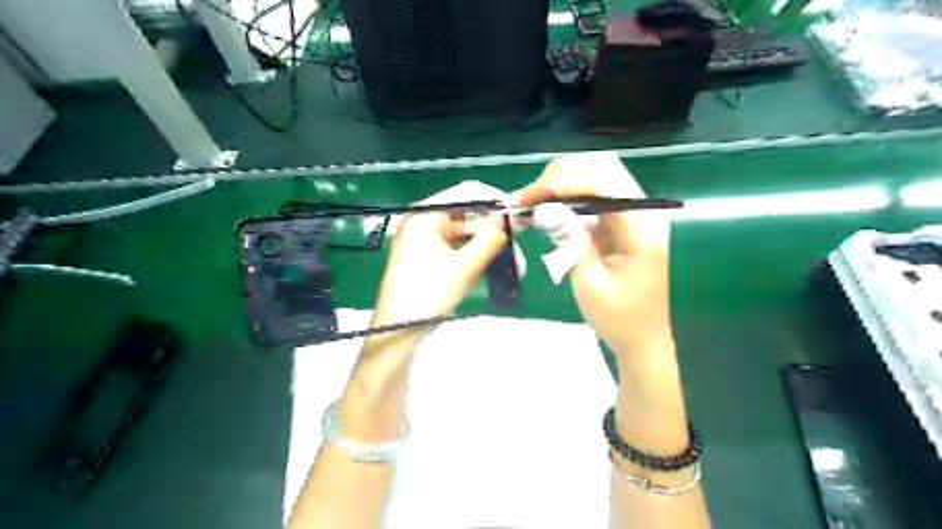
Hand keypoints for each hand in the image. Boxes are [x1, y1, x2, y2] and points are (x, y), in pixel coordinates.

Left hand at [371, 190, 511, 337]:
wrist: (398, 331)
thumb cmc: (428, 294)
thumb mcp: (463, 267)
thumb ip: (489, 238)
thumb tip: (509, 215)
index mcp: (426, 215)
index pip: (467, 193)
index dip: (494, 201)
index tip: (519, 214)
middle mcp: (426, 222)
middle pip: (469, 217)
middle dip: (496, 233)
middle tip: (521, 247)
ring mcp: (427, 240)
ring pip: (467, 236)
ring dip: (490, 249)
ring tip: (516, 267)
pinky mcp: (431, 257)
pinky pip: (459, 249)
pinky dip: (477, 257)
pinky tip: (497, 270)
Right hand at [522, 153, 668, 359]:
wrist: (643, 338)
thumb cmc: (618, 318)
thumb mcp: (588, 283)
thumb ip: (570, 240)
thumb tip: (545, 209)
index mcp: (642, 229)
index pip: (604, 184)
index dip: (562, 182)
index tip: (529, 197)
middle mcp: (645, 213)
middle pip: (604, 168)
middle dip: (562, 175)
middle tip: (529, 196)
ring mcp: (637, 215)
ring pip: (600, 176)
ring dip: (564, 182)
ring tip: (534, 199)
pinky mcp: (625, 222)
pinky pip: (597, 196)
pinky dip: (570, 196)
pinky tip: (549, 208)